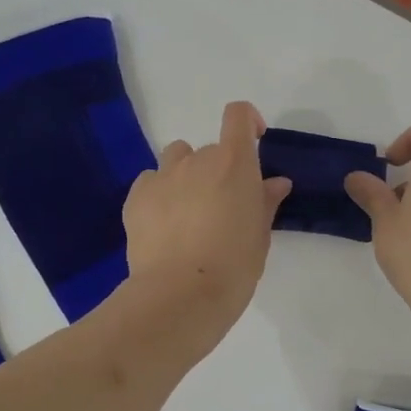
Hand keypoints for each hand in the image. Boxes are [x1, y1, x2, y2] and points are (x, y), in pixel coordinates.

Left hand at [123, 101, 290, 331]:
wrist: (180, 295)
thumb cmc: (233, 266)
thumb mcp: (260, 236)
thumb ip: (265, 202)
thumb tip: (275, 183)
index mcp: (234, 163)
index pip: (238, 115)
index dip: (247, 120)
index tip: (254, 139)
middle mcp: (197, 159)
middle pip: (209, 150)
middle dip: (218, 170)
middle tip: (222, 207)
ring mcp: (162, 176)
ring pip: (176, 159)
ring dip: (186, 175)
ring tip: (188, 212)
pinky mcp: (136, 197)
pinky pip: (150, 182)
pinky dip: (159, 194)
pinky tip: (164, 225)